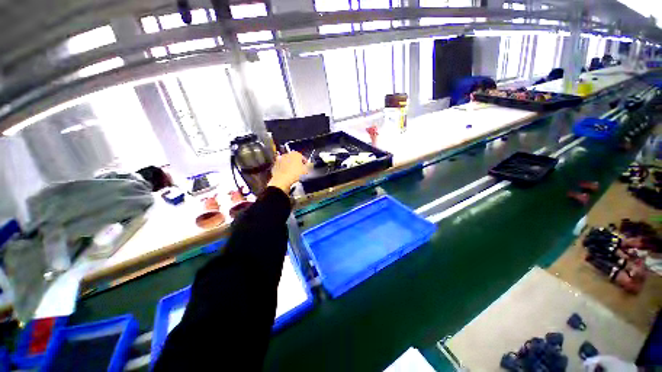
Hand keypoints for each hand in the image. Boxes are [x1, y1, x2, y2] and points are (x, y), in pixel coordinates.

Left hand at [268, 151, 310, 192]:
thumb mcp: (306, 170)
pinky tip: (286, 174)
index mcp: (295, 154)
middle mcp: (287, 154)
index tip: (306, 167)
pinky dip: (284, 169)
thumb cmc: (295, 174)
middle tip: (300, 170)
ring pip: (287, 162)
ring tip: (293, 173)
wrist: (282, 181)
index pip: (302, 157)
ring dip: (290, 166)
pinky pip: (281, 166)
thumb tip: (309, 164)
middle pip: (294, 158)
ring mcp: (280, 159)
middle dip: (297, 163)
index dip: (305, 162)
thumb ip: (309, 166)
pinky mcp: (275, 165)